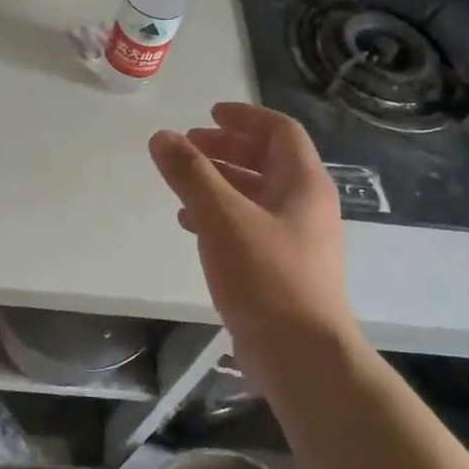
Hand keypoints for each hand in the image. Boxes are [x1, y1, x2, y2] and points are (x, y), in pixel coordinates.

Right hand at [149, 103, 358, 371]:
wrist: (302, 356)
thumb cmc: (266, 275)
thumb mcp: (221, 217)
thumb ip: (190, 174)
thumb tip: (162, 137)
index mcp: (303, 183)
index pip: (279, 130)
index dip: (244, 116)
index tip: (208, 113)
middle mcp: (305, 205)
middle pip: (267, 160)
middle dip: (226, 148)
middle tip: (188, 146)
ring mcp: (297, 239)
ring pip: (255, 194)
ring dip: (219, 181)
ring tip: (182, 183)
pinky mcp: (283, 268)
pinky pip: (250, 225)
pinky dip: (220, 215)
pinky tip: (191, 225)